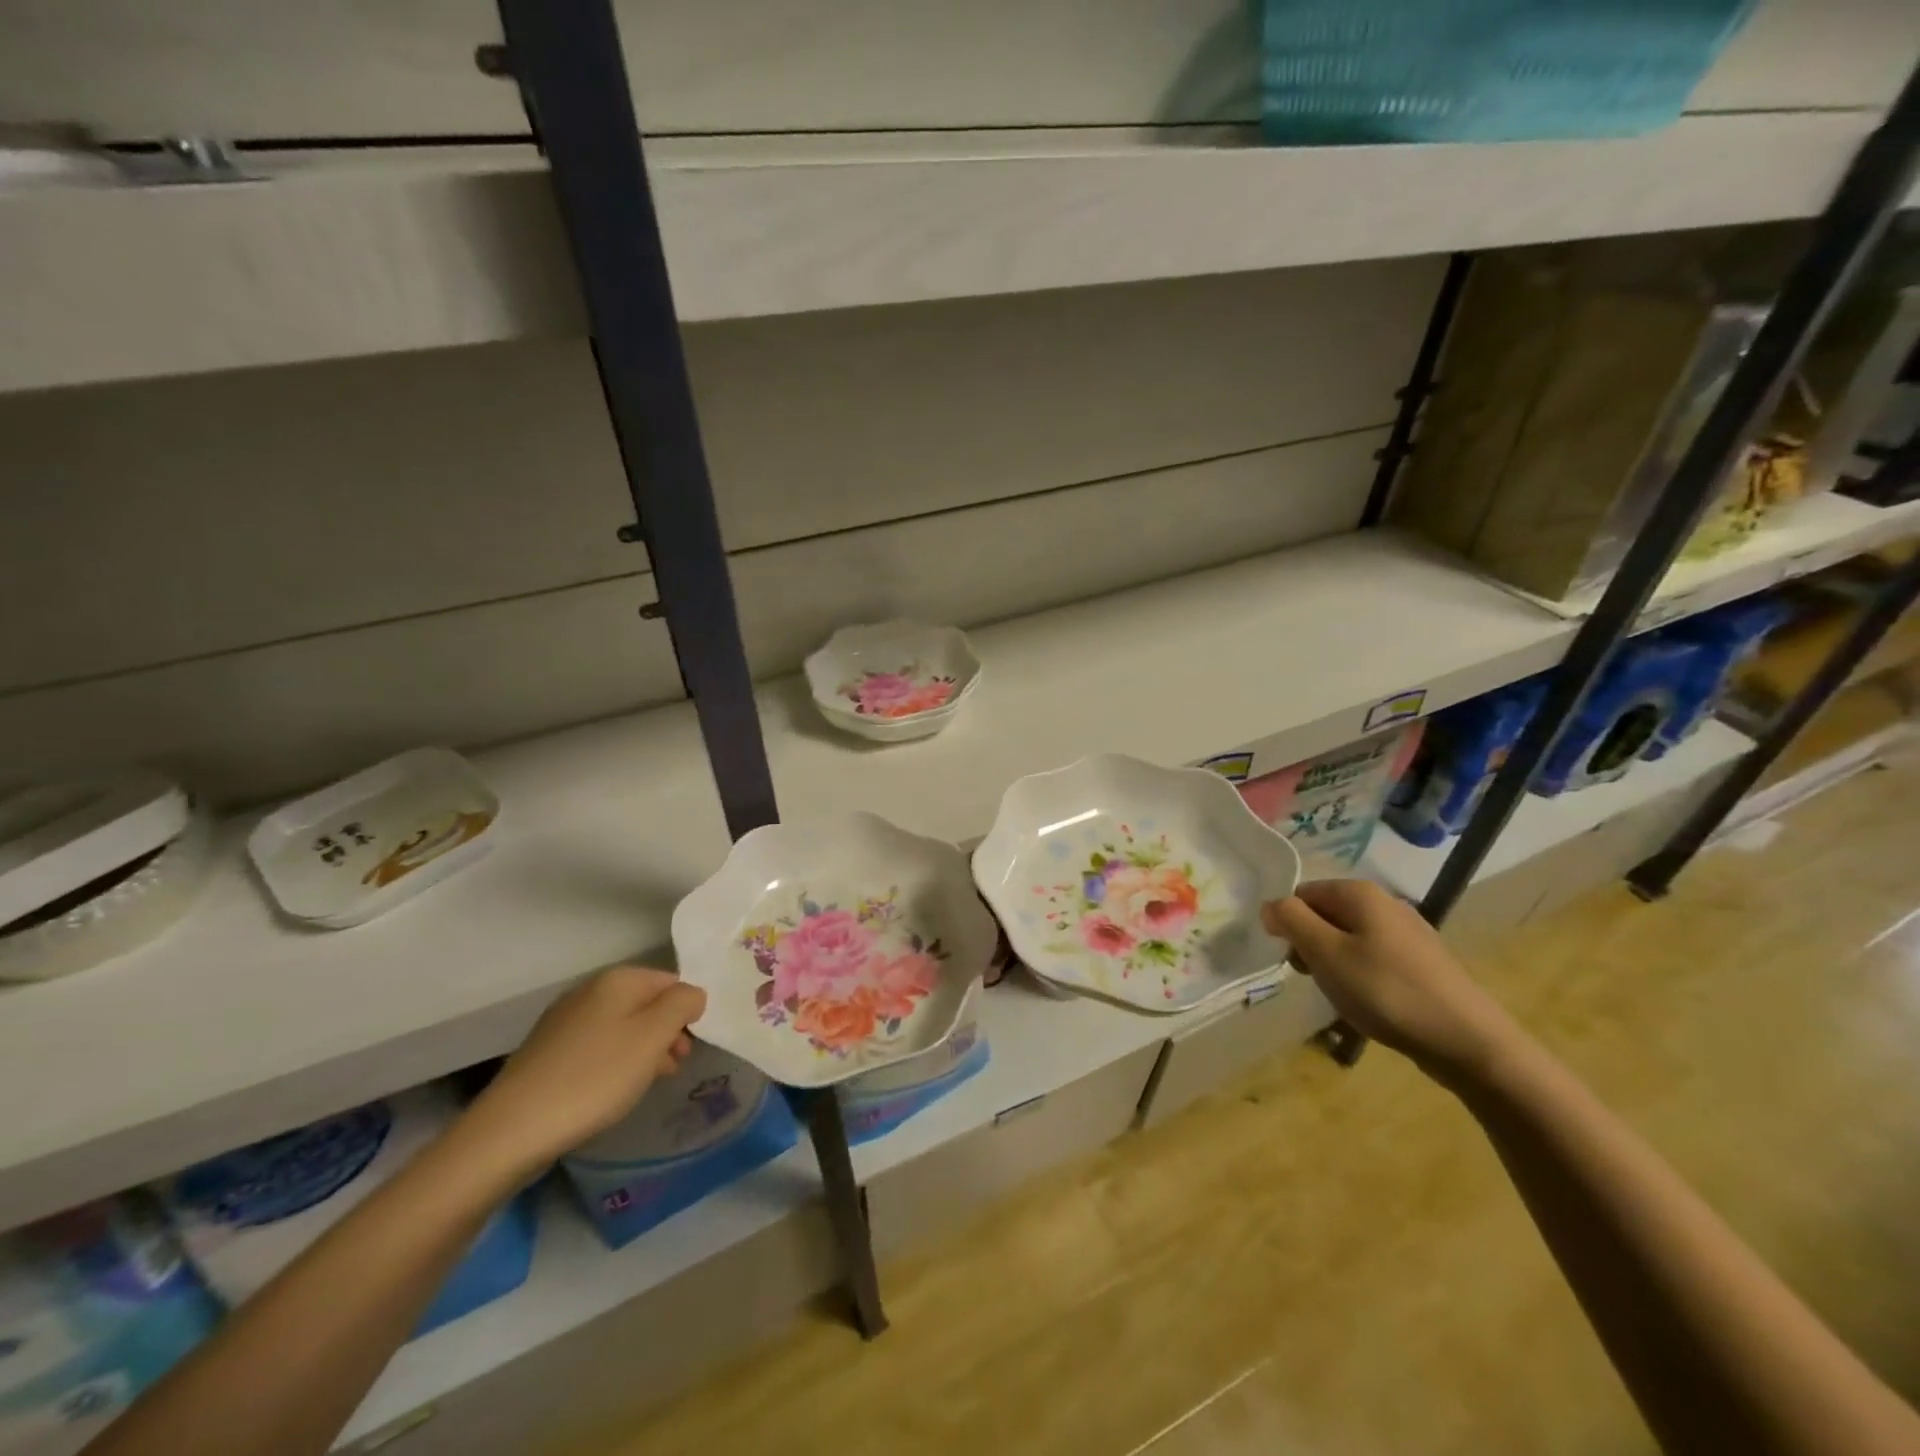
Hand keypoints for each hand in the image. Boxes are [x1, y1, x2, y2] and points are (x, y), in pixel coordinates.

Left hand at [453, 966, 706, 1185]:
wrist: (512, 1130)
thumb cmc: (595, 1078)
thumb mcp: (654, 1037)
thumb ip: (683, 1004)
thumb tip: (692, 995)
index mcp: (619, 979)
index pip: (672, 981)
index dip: (687, 1012)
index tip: (689, 1048)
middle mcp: (590, 990)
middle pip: (646, 1003)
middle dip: (666, 1033)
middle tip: (673, 1068)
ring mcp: (565, 1020)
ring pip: (622, 1026)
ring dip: (642, 1050)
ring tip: (645, 1084)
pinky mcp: (548, 1051)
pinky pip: (597, 1046)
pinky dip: (613, 1063)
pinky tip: (611, 1091)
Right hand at [1263, 880, 1519, 1085]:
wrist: (1468, 1041)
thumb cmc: (1386, 992)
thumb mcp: (1325, 954)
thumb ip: (1291, 920)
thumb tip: (1270, 905)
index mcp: (1359, 892)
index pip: (1301, 894)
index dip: (1289, 925)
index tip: (1294, 960)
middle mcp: (1385, 902)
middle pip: (1326, 914)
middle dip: (1311, 945)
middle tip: (1317, 979)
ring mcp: (1408, 931)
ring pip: (1349, 937)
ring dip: (1335, 963)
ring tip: (1344, 995)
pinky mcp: (1423, 961)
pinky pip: (1374, 957)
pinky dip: (1362, 975)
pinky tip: (1372, 1002)